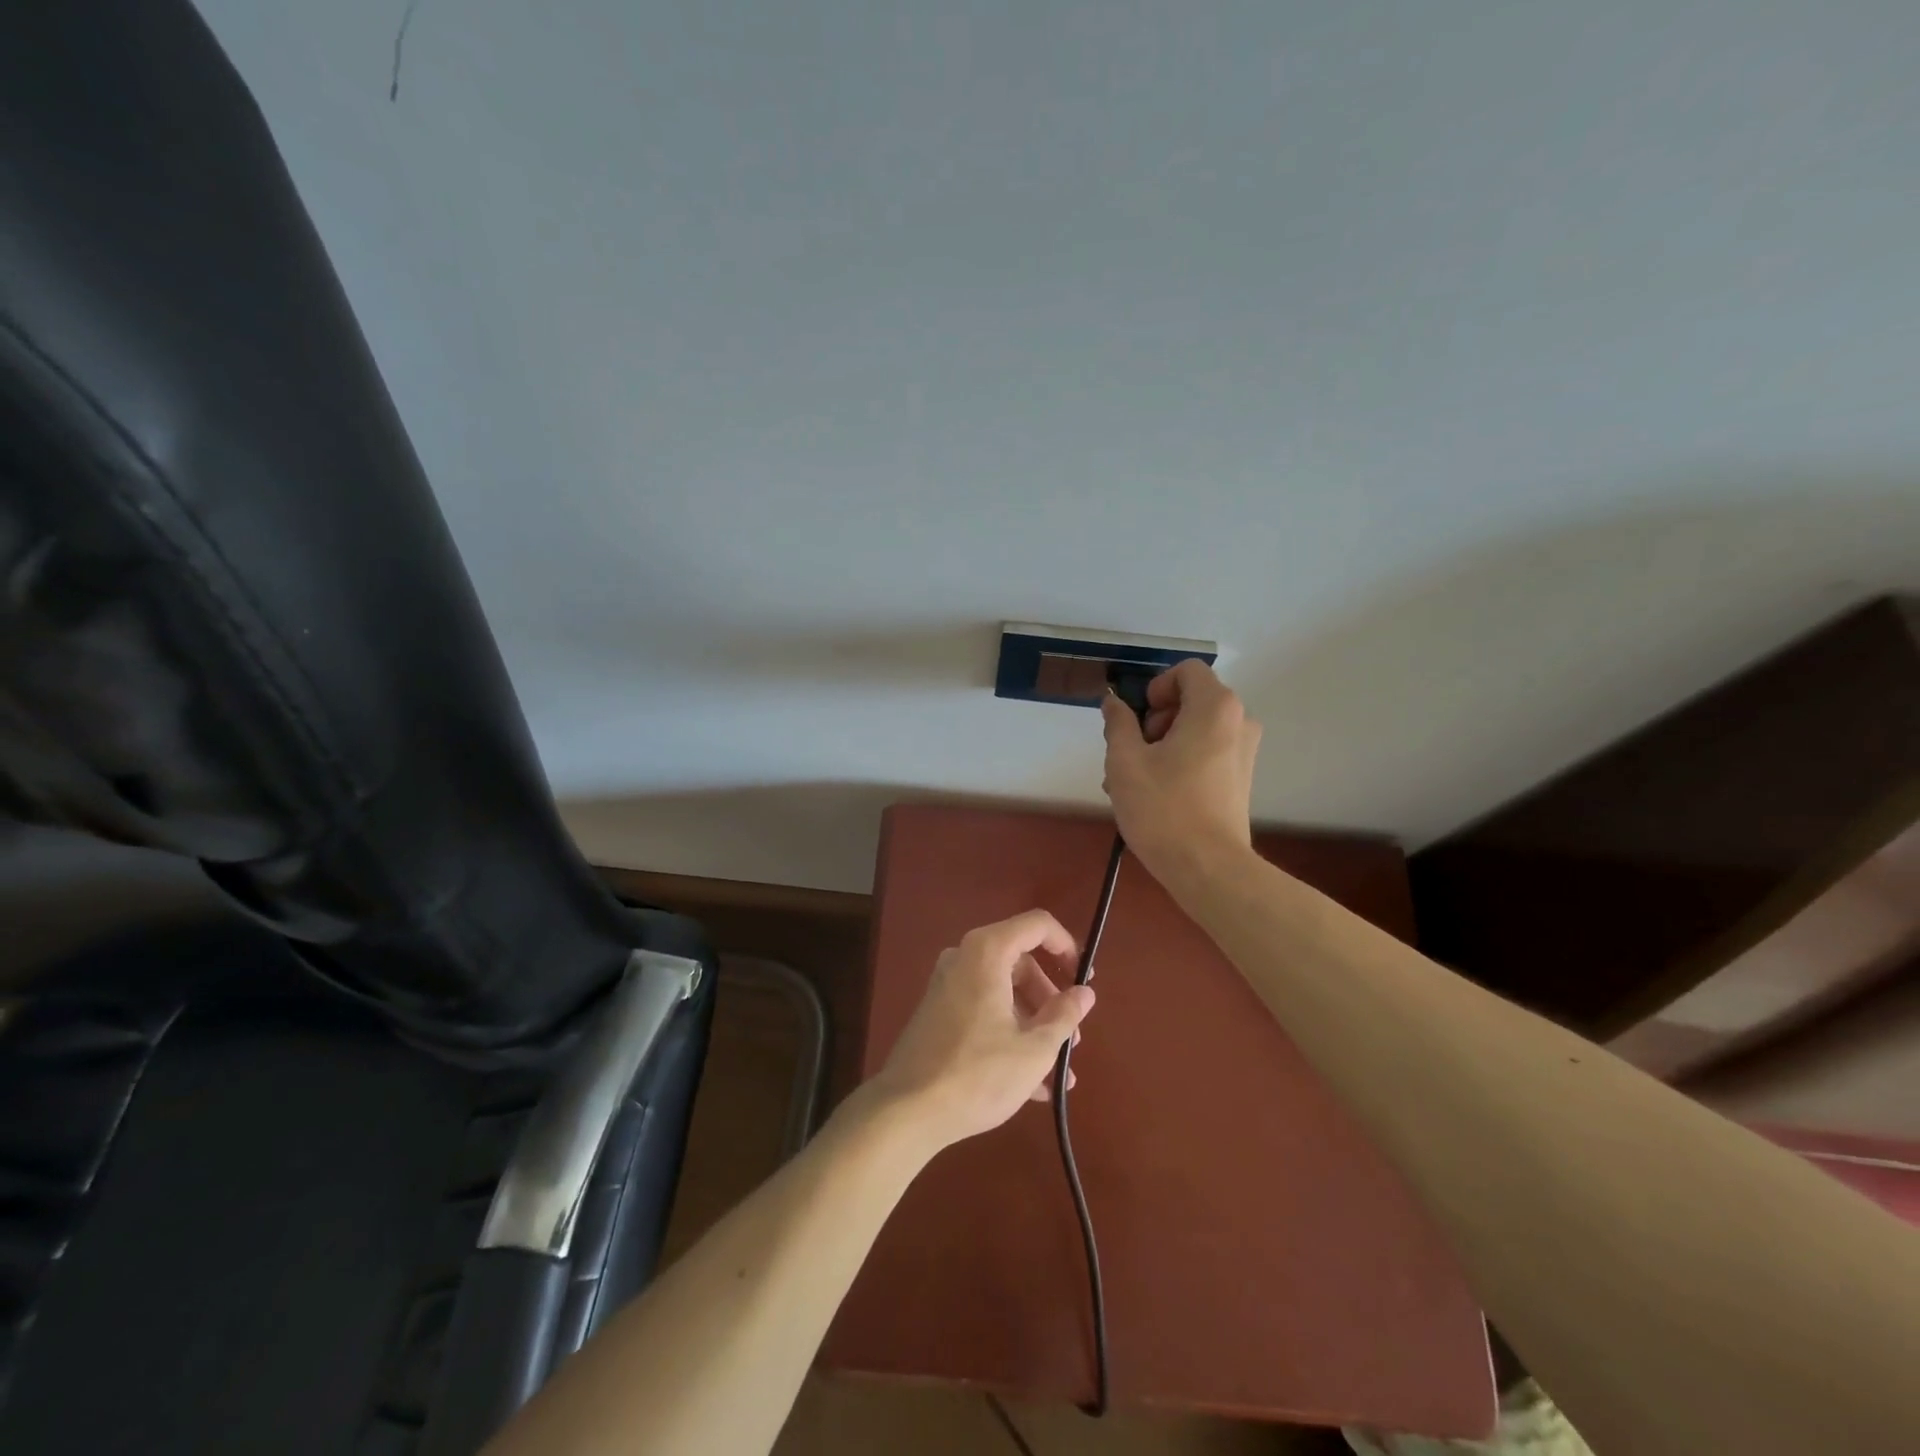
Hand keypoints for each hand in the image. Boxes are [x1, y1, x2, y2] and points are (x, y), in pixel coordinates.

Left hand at [868, 910, 1096, 1151]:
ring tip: (1058, 1074)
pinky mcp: (938, 1012)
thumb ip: (1064, 1015)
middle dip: (1051, 1002)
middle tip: (1072, 1040)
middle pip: (1021, 964)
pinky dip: (1009, 1035)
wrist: (907, 1111)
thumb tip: (1085, 993)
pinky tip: (1032, 1084)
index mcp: (987, 952)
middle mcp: (964, 958)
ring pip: (1004, 992)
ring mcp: (947, 985)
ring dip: (1034, 1026)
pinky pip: (984, 1010)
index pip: (1037, 925)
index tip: (1085, 980)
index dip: (1067, 946)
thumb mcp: (1033, 1049)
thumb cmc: (978, 1074)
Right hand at [1101, 659, 1261, 889]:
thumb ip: (1118, 723)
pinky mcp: (1241, 779)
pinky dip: (1180, 761)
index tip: (1137, 720)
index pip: (1187, 671)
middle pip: (1191, 700)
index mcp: (1215, 708)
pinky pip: (1206, 753)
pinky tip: (1154, 794)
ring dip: (1162, 744)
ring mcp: (1244, 752)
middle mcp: (1239, 722)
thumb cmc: (1163, 808)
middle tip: (1130, 754)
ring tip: (1132, 781)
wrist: (1207, 868)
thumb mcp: (1125, 761)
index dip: (1156, 687)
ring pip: (1195, 730)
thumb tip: (1114, 703)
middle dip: (1154, 720)